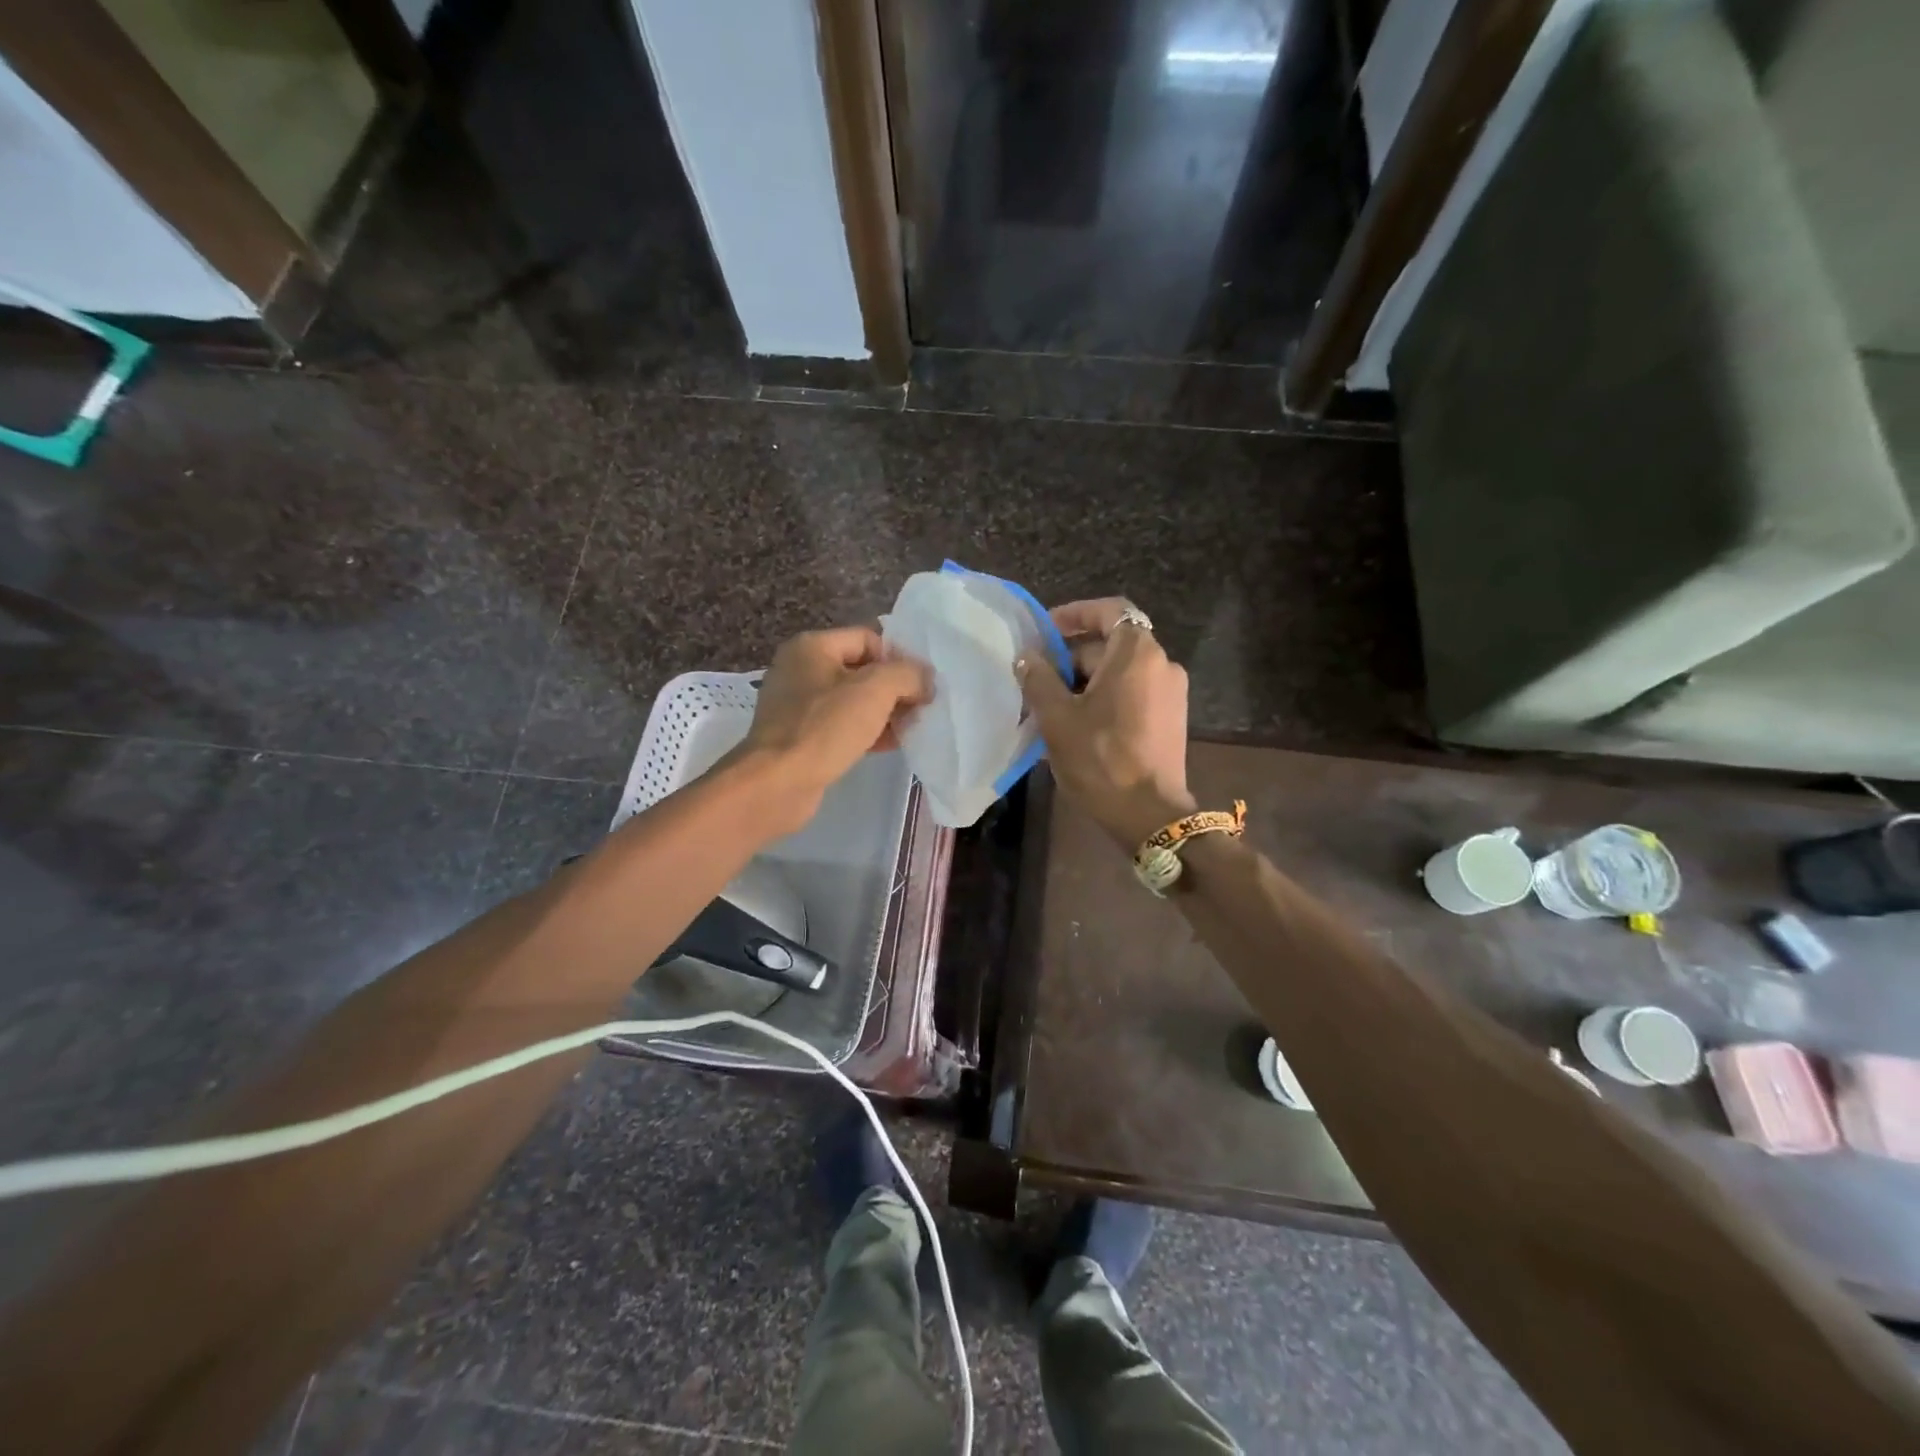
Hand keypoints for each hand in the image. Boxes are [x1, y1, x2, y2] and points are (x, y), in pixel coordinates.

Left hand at [733, 626, 931, 830]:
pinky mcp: (800, 737)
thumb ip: (908, 674)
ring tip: (911, 728)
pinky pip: (841, 726)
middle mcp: (800, 670)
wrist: (777, 783)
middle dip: (894, 688)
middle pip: (861, 670)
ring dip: (884, 712)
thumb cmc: (825, 727)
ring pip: (853, 701)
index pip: (868, 639)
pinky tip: (890, 745)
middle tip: (922, 708)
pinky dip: (866, 732)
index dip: (898, 658)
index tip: (921, 684)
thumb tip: (925, 678)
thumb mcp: (875, 690)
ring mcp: (797, 706)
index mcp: (812, 647)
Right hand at [1017, 598, 1195, 847]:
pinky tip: (1078, 723)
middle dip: (1073, 655)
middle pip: (1112, 643)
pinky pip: (1134, 692)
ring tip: (1051, 704)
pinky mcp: (1171, 718)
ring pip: (1121, 671)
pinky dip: (1106, 697)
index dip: (1075, 613)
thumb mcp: (1058, 718)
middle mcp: (1162, 664)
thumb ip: (1039, 678)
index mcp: (1137, 654)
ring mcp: (1171, 693)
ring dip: (1086, 679)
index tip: (1045, 630)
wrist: (1149, 815)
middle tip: (1038, 676)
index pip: (1109, 610)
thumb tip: (1026, 656)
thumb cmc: (1101, 759)